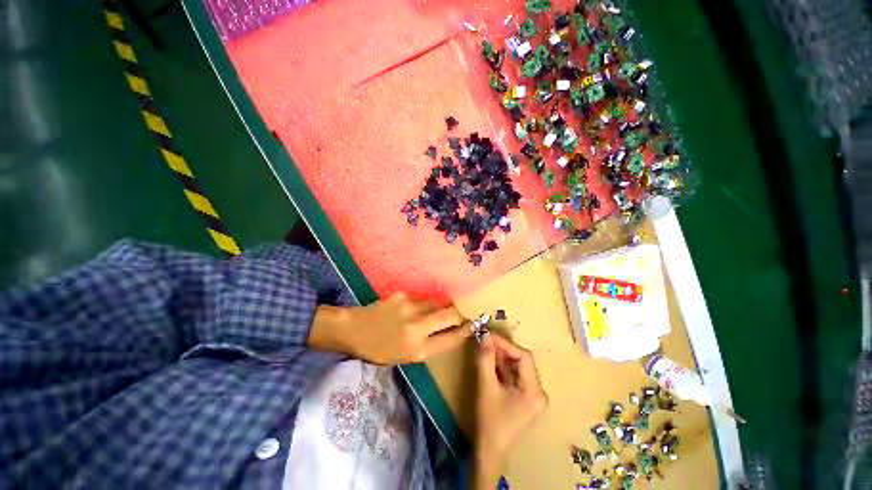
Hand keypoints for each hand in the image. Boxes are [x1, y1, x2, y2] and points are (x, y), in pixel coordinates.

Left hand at [308, 292, 470, 364]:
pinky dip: (422, 304)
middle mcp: (417, 327)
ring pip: (436, 303)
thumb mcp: (404, 357)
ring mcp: (410, 307)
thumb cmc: (378, 350)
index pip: (450, 338)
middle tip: (461, 314)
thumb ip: (428, 345)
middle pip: (449, 314)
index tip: (473, 325)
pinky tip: (410, 309)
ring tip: (433, 313)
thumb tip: (447, 332)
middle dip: (458, 314)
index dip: (465, 331)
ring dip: (439, 308)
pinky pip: (421, 299)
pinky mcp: (403, 295)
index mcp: (417, 349)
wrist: (354, 330)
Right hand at [473, 333, 547, 489]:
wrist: (489, 449)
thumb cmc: (489, 420)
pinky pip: (514, 374)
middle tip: (485, 339)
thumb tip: (485, 335)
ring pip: (517, 366)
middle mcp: (538, 391)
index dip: (506, 344)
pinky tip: (489, 359)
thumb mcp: (486, 386)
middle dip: (503, 349)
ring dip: (501, 355)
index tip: (488, 335)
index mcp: (534, 391)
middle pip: (521, 360)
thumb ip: (485, 359)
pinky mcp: (524, 396)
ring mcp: (532, 394)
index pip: (524, 357)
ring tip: (486, 347)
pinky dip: (501, 365)